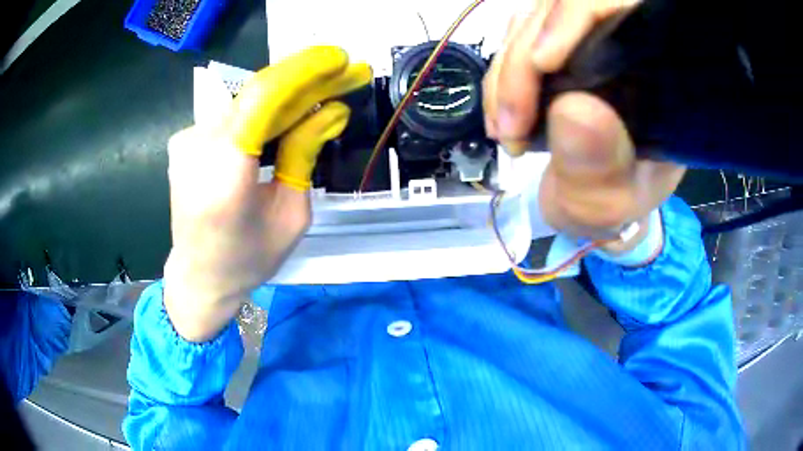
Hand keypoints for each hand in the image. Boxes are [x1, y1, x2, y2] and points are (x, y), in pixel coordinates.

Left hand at [165, 47, 371, 341]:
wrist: (198, 277)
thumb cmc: (246, 259)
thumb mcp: (291, 216)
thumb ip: (305, 156)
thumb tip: (332, 112)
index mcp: (224, 177)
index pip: (261, 100)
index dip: (303, 71)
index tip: (341, 59)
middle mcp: (197, 148)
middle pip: (257, 94)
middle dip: (305, 81)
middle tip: (345, 75)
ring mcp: (186, 141)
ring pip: (246, 101)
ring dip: (286, 96)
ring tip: (322, 98)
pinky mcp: (185, 141)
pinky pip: (232, 115)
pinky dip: (261, 112)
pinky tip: (283, 120)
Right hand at [484, 1, 684, 248]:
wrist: (590, 202)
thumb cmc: (612, 205)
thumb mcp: (611, 202)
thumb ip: (599, 168)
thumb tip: (573, 108)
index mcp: (657, 74)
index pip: (618, 11)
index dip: (576, 18)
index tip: (543, 63)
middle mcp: (623, 47)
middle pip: (560, 11)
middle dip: (523, 62)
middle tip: (510, 124)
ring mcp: (586, 43)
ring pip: (531, 23)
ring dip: (505, 73)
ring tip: (504, 127)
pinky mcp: (556, 49)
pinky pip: (516, 42)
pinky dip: (499, 77)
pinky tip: (500, 113)